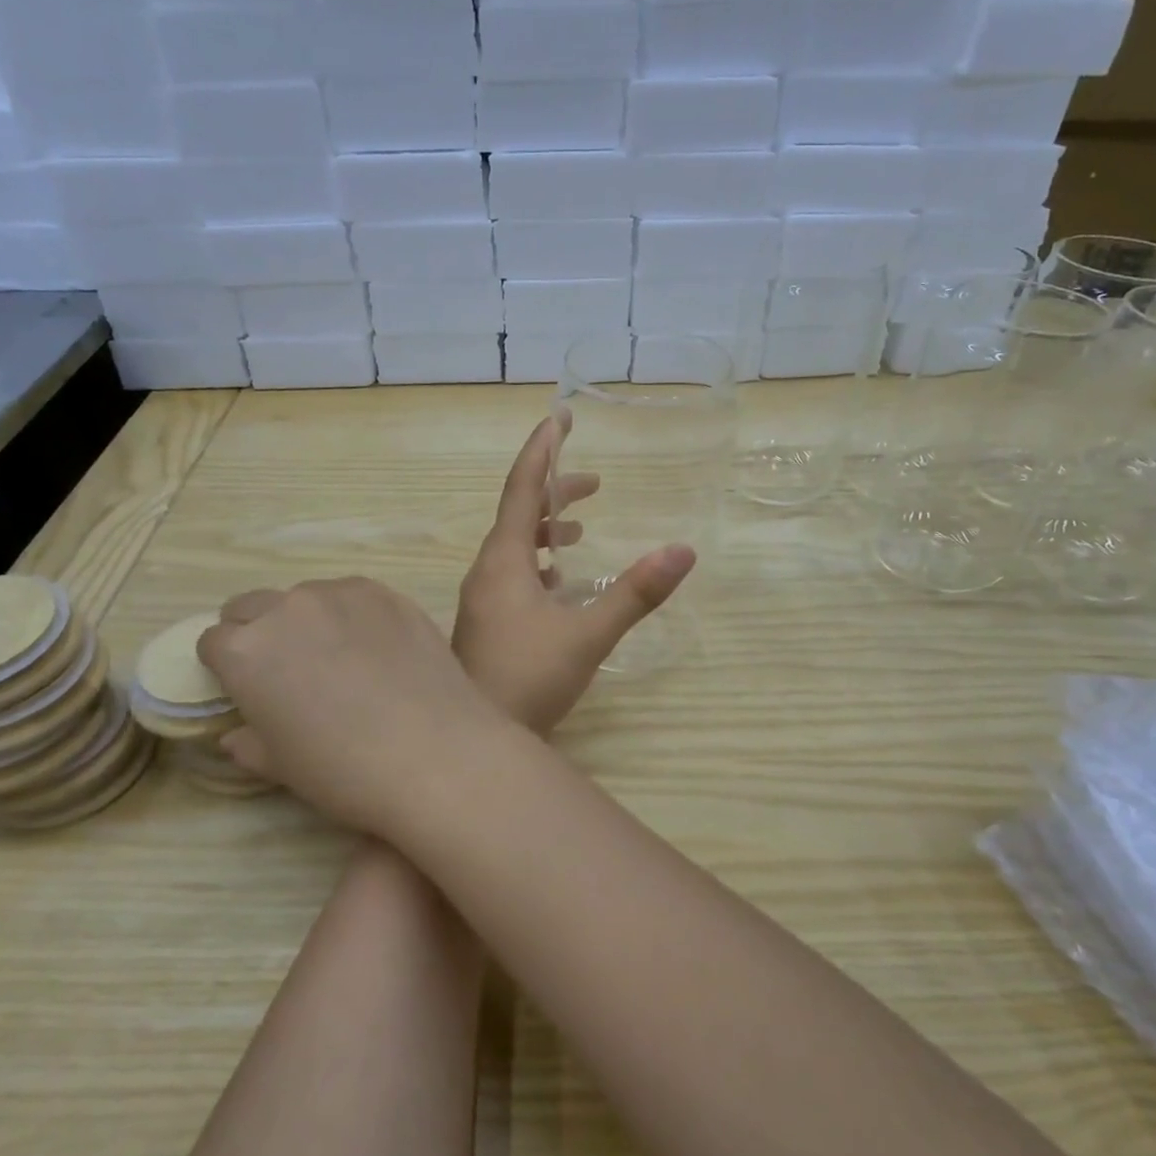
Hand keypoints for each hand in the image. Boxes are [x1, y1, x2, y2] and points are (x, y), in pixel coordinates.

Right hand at [196, 578, 517, 832]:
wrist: (435, 752)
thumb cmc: (345, 771)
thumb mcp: (282, 766)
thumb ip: (249, 741)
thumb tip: (236, 733)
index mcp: (244, 650)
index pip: (213, 640)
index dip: (227, 665)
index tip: (247, 686)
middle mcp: (287, 608)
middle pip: (253, 605)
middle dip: (258, 632)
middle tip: (289, 669)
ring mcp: (341, 593)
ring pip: (306, 596)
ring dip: (308, 619)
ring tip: (341, 658)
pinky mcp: (387, 592)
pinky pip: (354, 594)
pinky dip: (353, 614)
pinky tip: (378, 648)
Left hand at [452, 416, 695, 733]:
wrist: (472, 739)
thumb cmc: (528, 680)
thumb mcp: (588, 636)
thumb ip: (635, 594)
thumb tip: (683, 551)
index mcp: (503, 561)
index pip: (522, 489)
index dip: (541, 451)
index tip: (558, 416)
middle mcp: (486, 571)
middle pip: (518, 514)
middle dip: (554, 491)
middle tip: (593, 481)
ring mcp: (481, 598)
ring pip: (514, 545)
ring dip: (547, 528)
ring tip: (581, 527)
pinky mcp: (485, 622)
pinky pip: (512, 572)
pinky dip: (539, 561)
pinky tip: (560, 581)